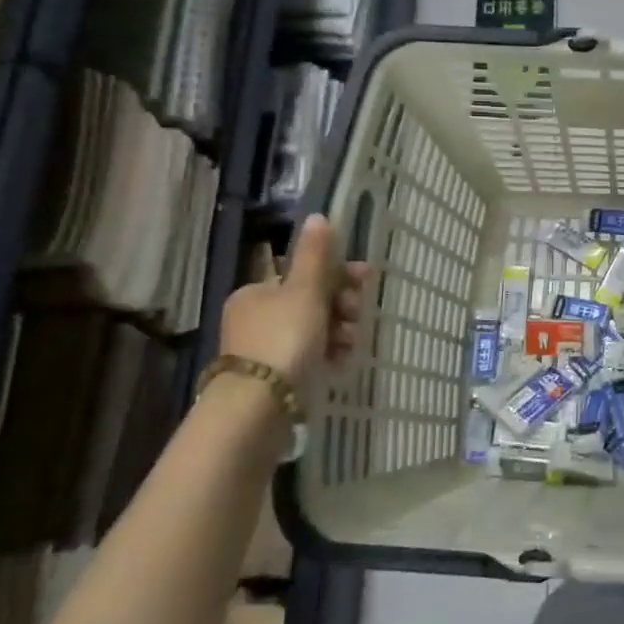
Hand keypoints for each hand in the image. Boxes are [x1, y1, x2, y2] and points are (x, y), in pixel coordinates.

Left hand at [218, 214, 370, 393]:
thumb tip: (318, 216)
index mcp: (257, 292)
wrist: (258, 406)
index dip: (339, 274)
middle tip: (357, 315)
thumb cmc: (283, 339)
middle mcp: (256, 317)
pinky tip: (340, 362)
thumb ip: (315, 256)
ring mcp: (264, 349)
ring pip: (314, 330)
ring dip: (339, 332)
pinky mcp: (274, 378)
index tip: (367, 279)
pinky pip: (310, 356)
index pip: (305, 274)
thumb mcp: (304, 292)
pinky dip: (328, 355)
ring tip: (350, 344)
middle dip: (342, 306)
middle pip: (312, 301)